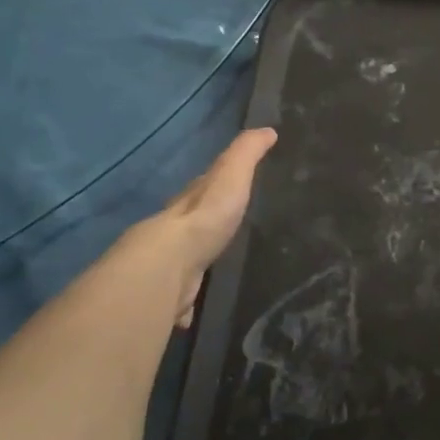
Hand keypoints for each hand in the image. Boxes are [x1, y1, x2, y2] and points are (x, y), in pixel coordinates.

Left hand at [148, 128, 277, 328]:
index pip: (203, 186)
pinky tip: (194, 309)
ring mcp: (173, 264)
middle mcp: (177, 230)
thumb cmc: (206, 216)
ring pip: (186, 260)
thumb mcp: (232, 175)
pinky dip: (187, 301)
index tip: (231, 183)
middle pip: (191, 223)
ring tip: (212, 267)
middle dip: (204, 223)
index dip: (216, 182)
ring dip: (195, 263)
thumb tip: (268, 129)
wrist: (170, 265)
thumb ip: (247, 153)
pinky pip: (182, 296)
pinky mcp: (173, 294)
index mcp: (191, 201)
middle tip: (224, 226)